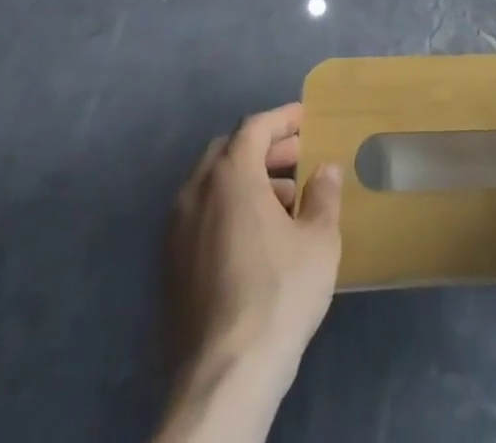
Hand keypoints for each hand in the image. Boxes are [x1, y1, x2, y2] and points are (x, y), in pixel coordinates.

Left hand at [164, 103, 343, 394]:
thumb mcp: (319, 239)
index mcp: (230, 175)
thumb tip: (324, 170)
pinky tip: (257, 239)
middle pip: (229, 152)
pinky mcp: (170, 268)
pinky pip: (202, 217)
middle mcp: (196, 193)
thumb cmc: (279, 294)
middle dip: (265, 150)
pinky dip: (229, 210)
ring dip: (248, 181)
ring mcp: (176, 232)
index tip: (306, 120)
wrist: (225, 377)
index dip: (282, 119)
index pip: (255, 127)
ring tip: (286, 202)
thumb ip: (323, 194)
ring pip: (213, 186)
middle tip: (298, 159)